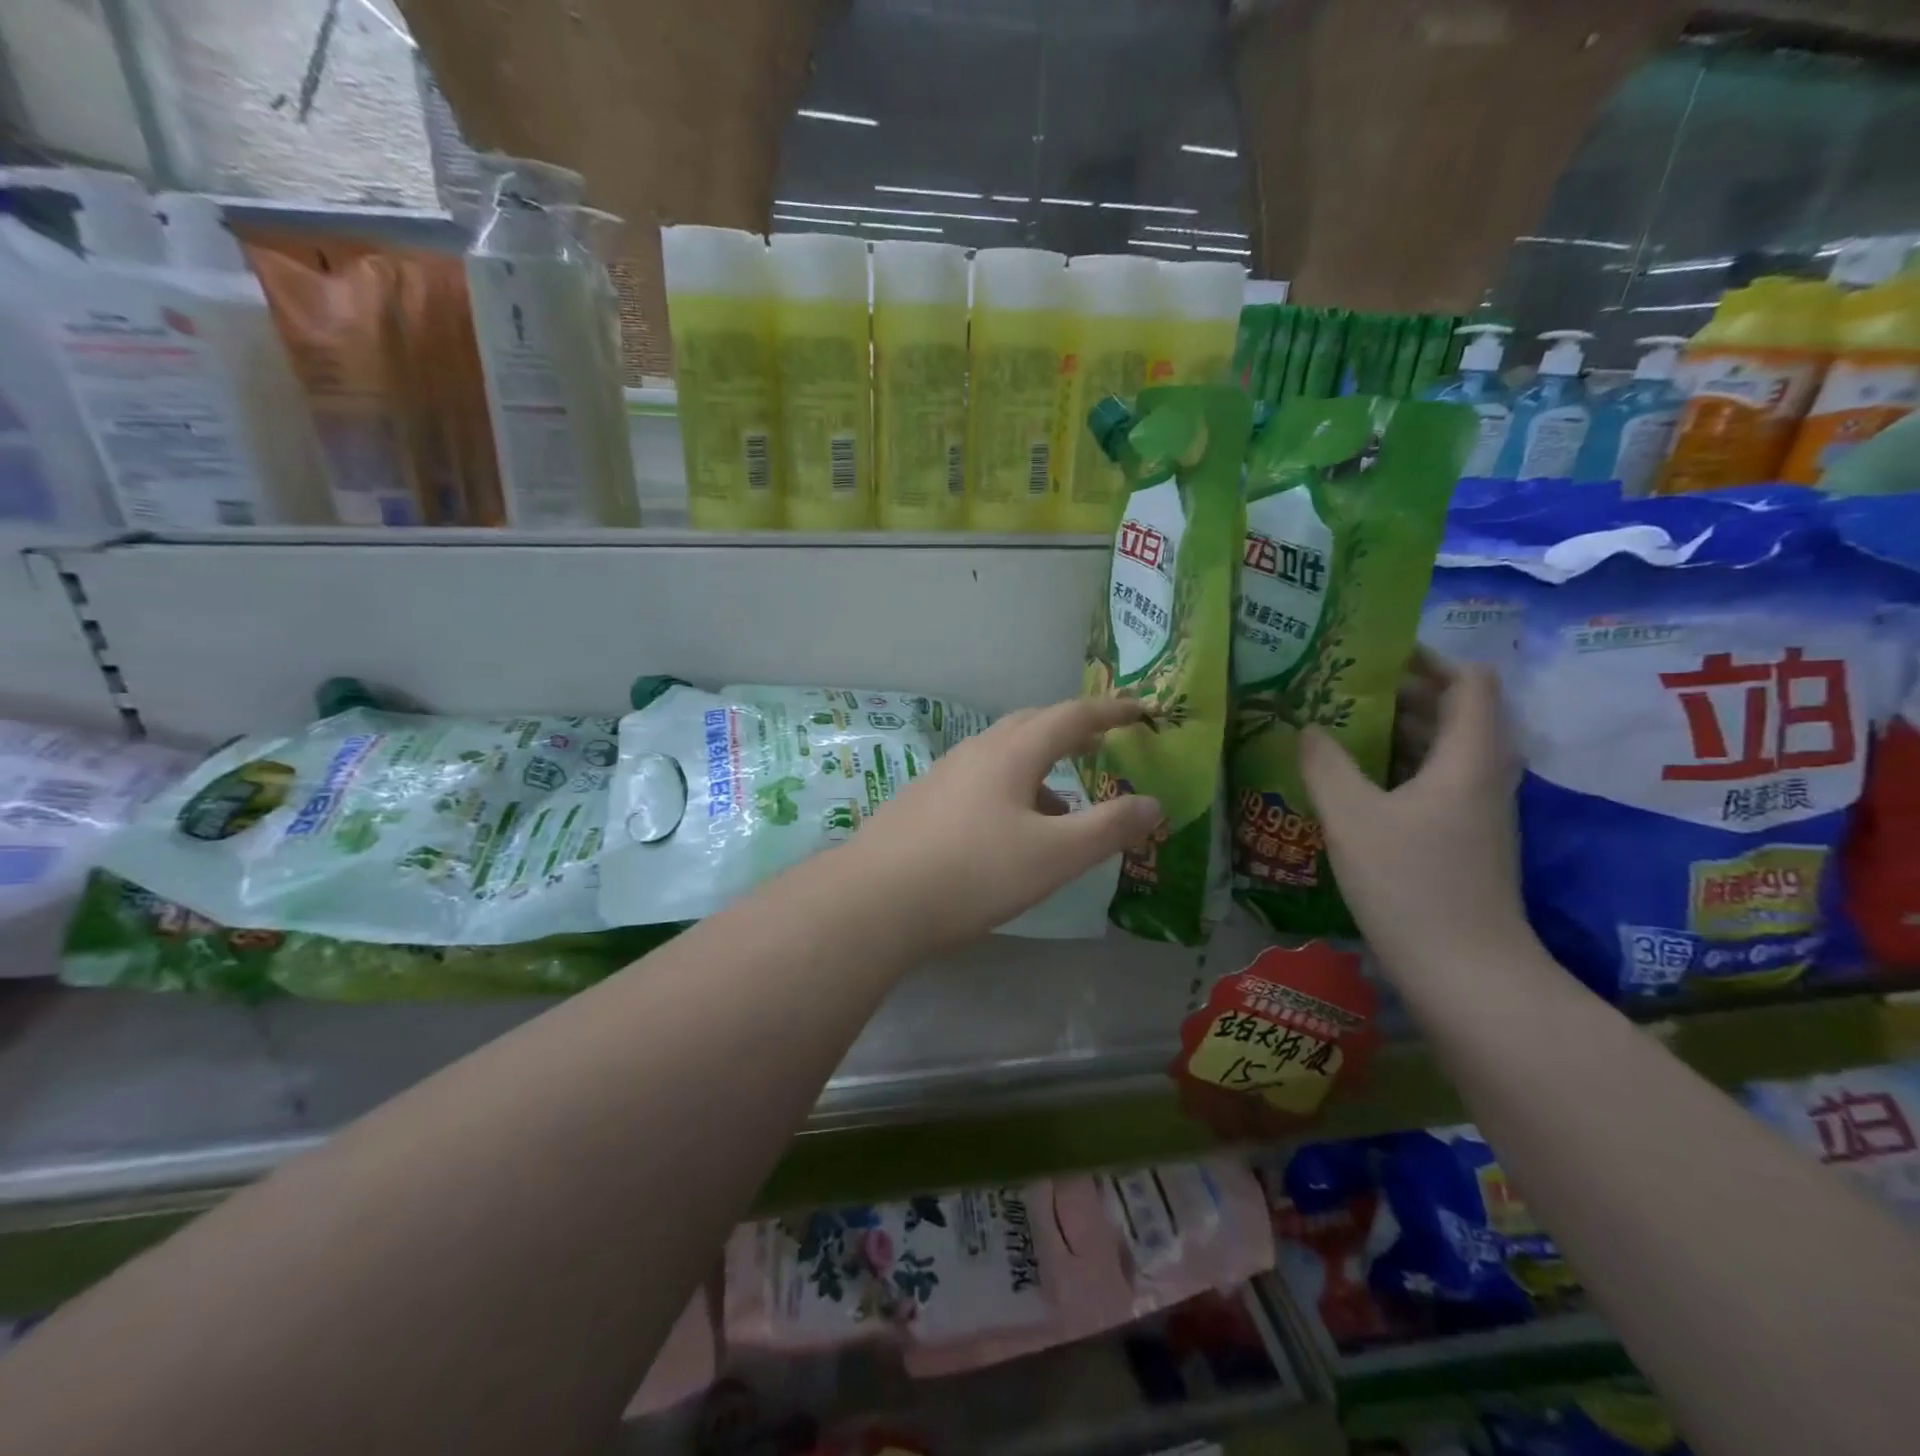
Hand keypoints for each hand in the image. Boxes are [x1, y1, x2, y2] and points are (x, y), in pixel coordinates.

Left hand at [846, 696, 1163, 951]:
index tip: (1141, 709)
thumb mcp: (1054, 855)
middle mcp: (976, 752)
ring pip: (1002, 755)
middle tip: (1100, 743)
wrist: (876, 900)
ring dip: (1039, 767)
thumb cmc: (974, 872)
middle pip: (1031, 724)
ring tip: (1061, 807)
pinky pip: (980, 780)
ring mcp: (944, 775)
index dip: (1111, 710)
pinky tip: (1009, 832)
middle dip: (1071, 729)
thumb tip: (1153, 803)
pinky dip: (1010, 789)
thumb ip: (1108, 827)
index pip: (1071, 715)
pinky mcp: (923, 802)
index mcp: (1012, 752)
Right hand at [1300, 662, 1532, 983]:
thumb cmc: (1411, 884)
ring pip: (1439, 751)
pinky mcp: (1463, 840)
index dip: (1427, 659)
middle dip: (1398, 694)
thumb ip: (1325, 764)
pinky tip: (1350, 782)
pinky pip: (1431, 783)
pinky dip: (1396, 769)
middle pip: (1452, 713)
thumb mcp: (1353, 817)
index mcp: (1468, 757)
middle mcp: (1482, 776)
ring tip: (1334, 727)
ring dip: (1393, 733)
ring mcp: (1476, 811)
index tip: (1373, 655)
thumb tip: (1306, 727)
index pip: (1469, 681)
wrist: (1466, 973)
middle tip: (1338, 689)